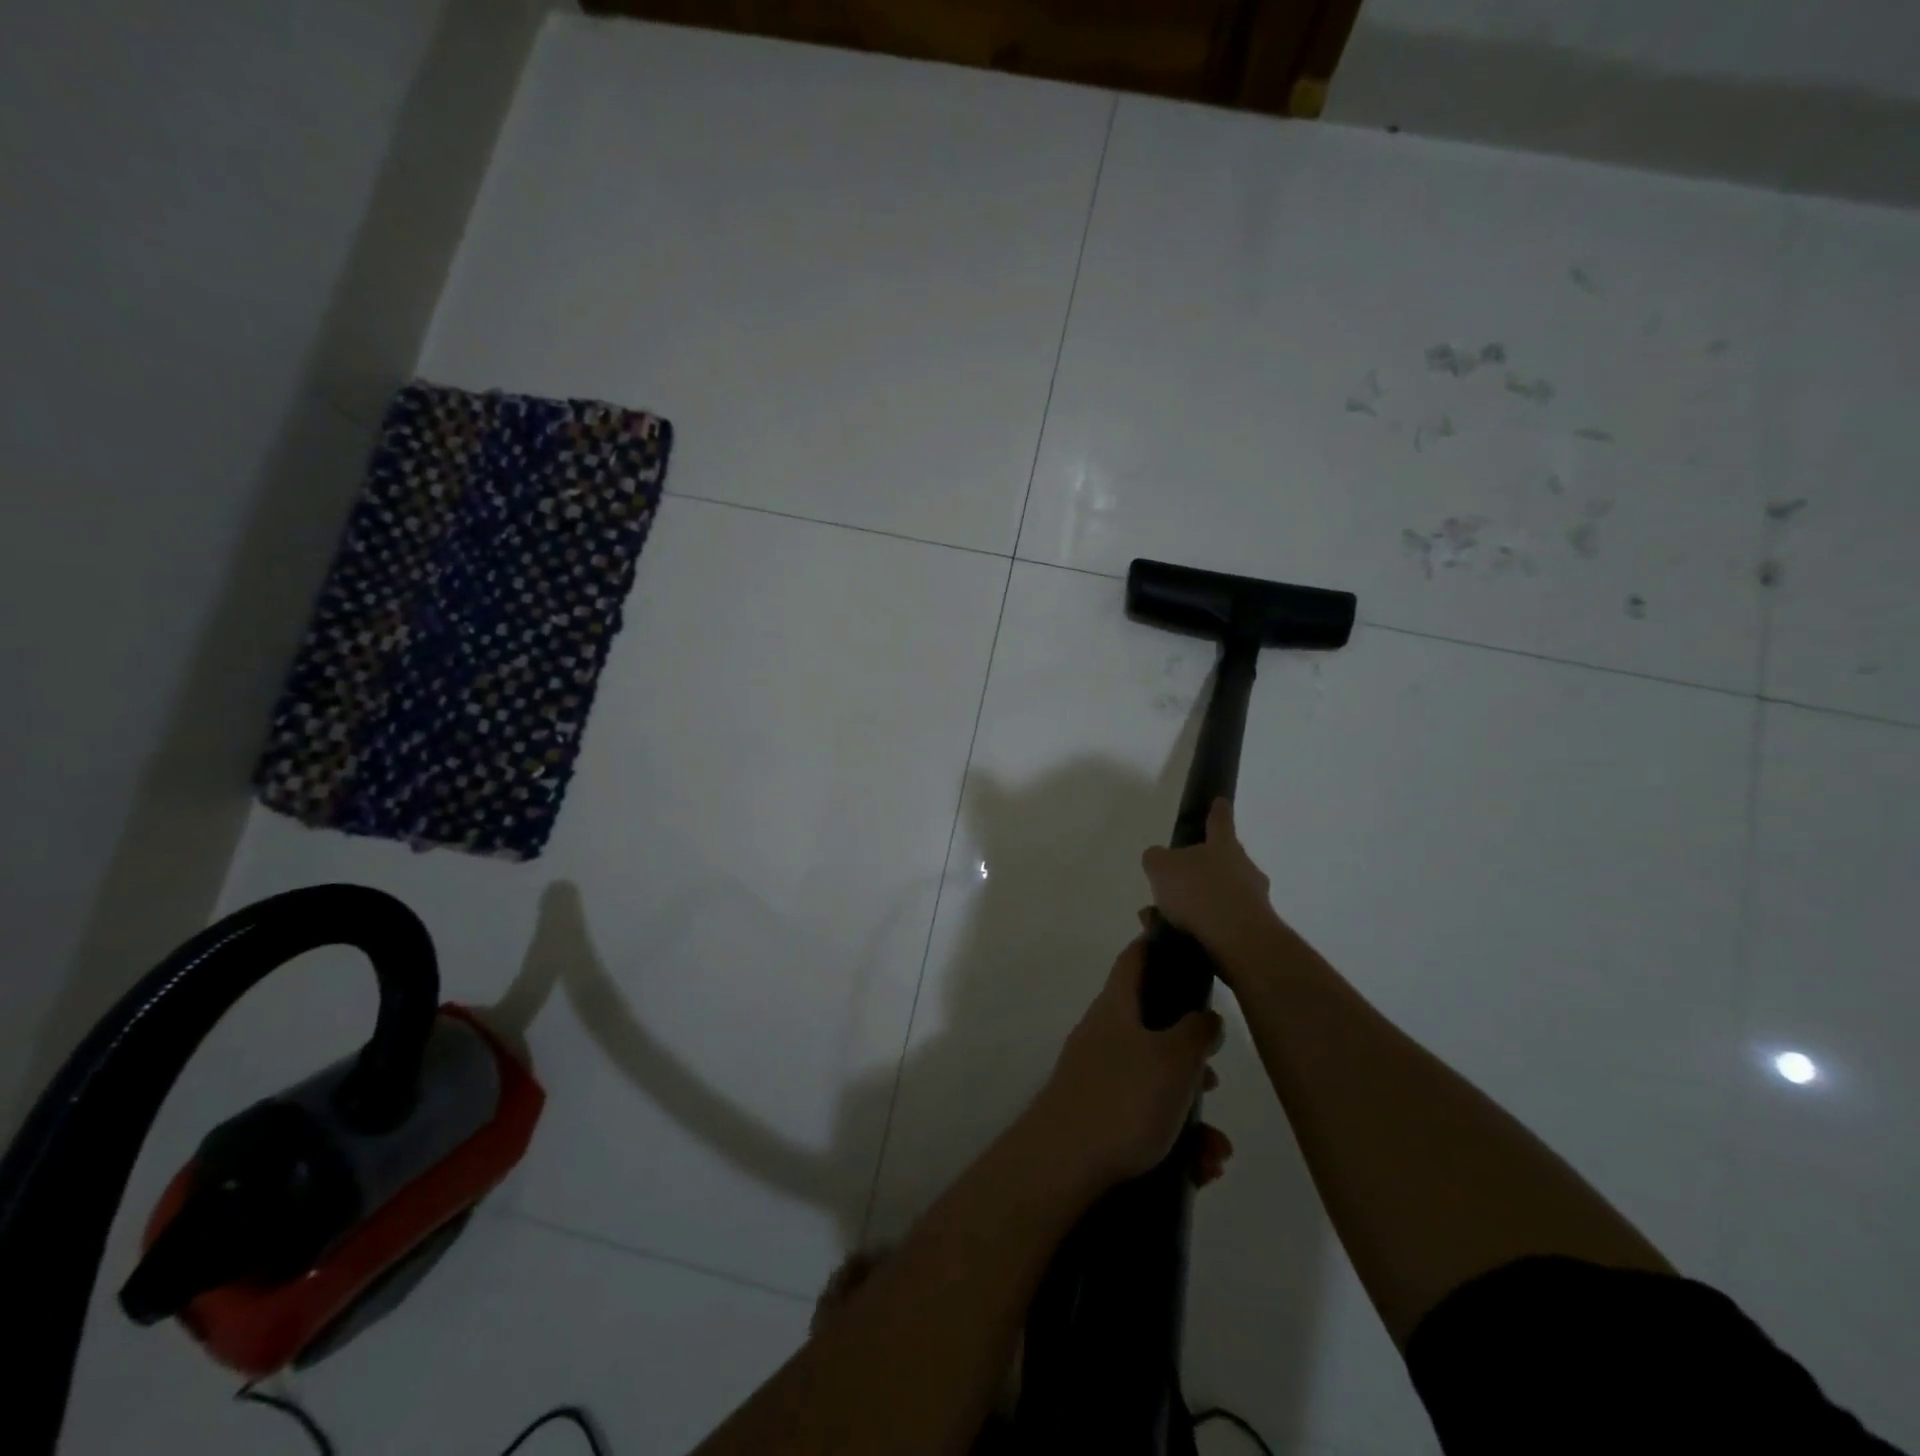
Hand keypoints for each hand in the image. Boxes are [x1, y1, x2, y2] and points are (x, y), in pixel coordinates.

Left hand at [1030, 935, 1224, 1189]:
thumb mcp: (1175, 1059)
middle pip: (1154, 1028)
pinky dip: (1175, 1141)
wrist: (1064, 1164)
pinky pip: (1146, 1118)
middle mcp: (1104, 1033)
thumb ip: (1197, 1032)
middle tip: (1213, 1081)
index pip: (1135, 959)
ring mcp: (1098, 1075)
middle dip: (1192, 1058)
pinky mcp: (1098, 1116)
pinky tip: (1198, 1171)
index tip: (1182, 945)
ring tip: (1215, 1152)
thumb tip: (1205, 1017)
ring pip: (1156, 1082)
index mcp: (1117, 1006)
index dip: (1156, 945)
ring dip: (1191, 1115)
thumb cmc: (1124, 1098)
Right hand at [1141, 799, 1283, 972]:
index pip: (1220, 821)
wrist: (1238, 941)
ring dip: (1196, 904)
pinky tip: (1175, 937)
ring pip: (1220, 895)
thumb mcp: (1161, 867)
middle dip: (1201, 870)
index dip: (1217, 811)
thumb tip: (1158, 858)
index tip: (1220, 801)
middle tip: (1176, 881)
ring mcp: (1253, 900)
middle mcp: (1244, 869)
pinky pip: (1221, 923)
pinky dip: (1200, 927)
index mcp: (1224, 846)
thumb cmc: (1199, 892)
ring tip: (1164, 918)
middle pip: (1223, 862)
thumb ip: (1156, 859)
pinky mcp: (1254, 931)